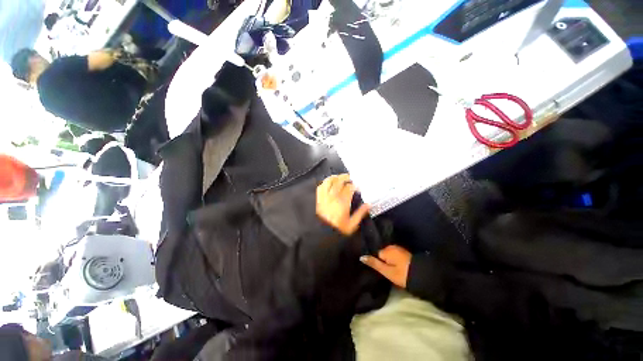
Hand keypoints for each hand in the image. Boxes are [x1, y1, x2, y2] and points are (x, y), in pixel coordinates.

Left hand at [316, 174, 370, 235]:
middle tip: (350, 178)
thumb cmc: (337, 229)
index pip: (349, 188)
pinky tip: (329, 183)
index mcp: (342, 202)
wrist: (321, 233)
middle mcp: (333, 196)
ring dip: (335, 177)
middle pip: (339, 181)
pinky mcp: (317, 198)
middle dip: (346, 177)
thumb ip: (360, 214)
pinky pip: (320, 186)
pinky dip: (325, 183)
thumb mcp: (352, 225)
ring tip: (340, 177)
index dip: (354, 185)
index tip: (358, 186)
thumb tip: (368, 205)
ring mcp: (323, 196)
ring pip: (328, 181)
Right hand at [360, 245, 410, 287]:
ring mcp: (398, 248)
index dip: (377, 262)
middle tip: (387, 271)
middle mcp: (391, 246)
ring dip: (389, 261)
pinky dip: (394, 260)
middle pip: (382, 253)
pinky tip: (396, 266)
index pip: (376, 254)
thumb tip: (361, 257)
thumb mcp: (387, 271)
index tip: (381, 269)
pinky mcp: (404, 252)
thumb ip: (374, 263)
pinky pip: (394, 255)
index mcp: (386, 250)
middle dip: (383, 260)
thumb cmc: (403, 274)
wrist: (423, 276)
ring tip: (392, 270)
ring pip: (388, 254)